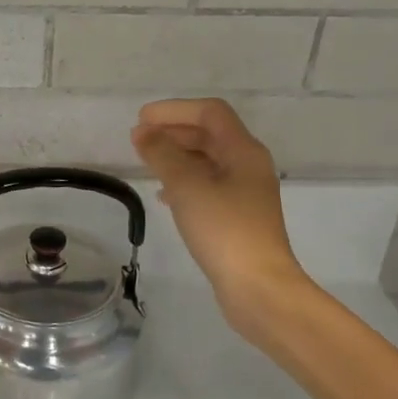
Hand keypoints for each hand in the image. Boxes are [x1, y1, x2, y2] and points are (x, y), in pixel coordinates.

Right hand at [131, 98, 311, 340]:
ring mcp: (245, 193)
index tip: (142, 119)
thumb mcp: (187, 187)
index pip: (209, 113)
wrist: (258, 288)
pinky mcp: (238, 217)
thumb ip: (162, 154)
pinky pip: (208, 186)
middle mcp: (248, 166)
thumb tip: (142, 132)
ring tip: (147, 163)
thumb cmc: (224, 230)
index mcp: (244, 151)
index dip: (174, 110)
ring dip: (177, 156)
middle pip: (210, 135)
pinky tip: (165, 196)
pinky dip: (184, 182)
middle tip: (139, 138)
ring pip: (208, 161)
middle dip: (174, 131)